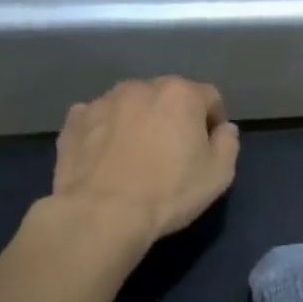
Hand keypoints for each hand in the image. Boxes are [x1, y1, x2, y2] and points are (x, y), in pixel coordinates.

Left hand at [50, 77, 239, 241]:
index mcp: (181, 94)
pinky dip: (104, 131)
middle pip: (167, 96)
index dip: (213, 121)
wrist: (102, 214)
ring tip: (135, 155)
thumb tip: (224, 129)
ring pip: (130, 105)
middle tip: (172, 152)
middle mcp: (141, 87)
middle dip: (173, 117)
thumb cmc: (169, 192)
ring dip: (138, 121)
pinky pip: (97, 119)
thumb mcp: (219, 174)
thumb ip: (228, 144)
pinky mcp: (73, 121)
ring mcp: (103, 101)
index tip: (209, 147)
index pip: (209, 97)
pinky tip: (105, 158)